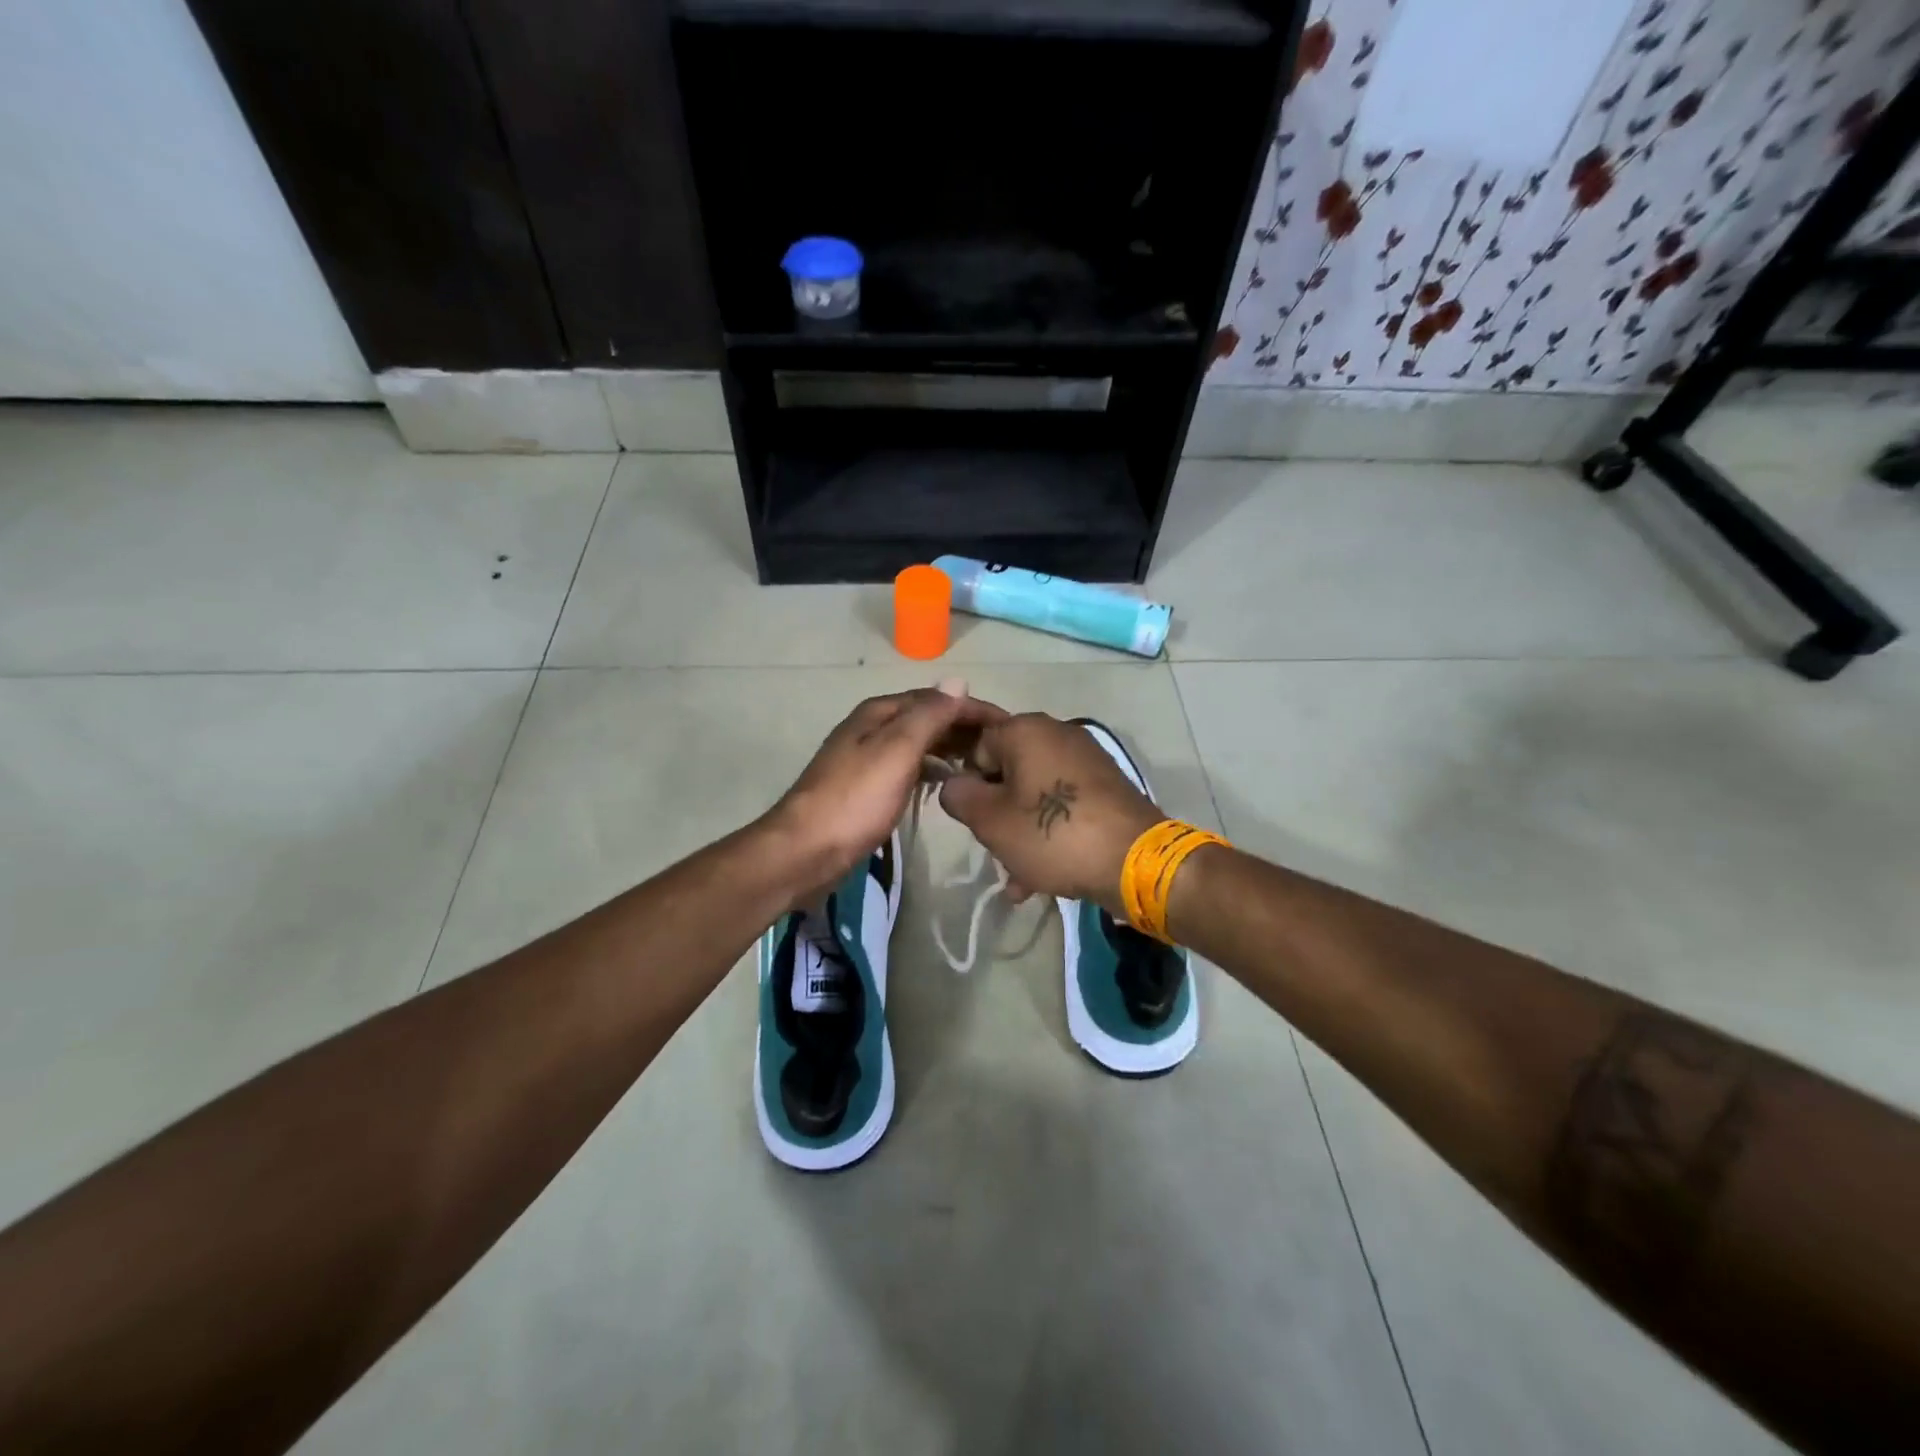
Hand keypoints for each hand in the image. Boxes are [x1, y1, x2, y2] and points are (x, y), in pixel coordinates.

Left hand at [765, 688, 1006, 904]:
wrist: (806, 850)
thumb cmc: (855, 799)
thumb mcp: (897, 750)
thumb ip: (929, 716)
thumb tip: (958, 682)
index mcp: (879, 712)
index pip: (936, 698)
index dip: (973, 708)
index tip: (1009, 726)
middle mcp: (872, 728)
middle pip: (926, 719)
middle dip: (963, 728)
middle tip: (1001, 750)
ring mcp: (867, 759)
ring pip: (918, 744)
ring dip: (949, 748)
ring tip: (981, 766)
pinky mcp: (866, 789)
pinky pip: (908, 768)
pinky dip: (931, 769)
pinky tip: (946, 783)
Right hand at [938, 714, 1162, 915]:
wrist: (1135, 861)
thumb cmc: (1053, 834)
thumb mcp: (990, 821)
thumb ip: (959, 797)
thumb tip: (955, 785)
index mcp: (1025, 730)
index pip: (976, 745)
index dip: (969, 783)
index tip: (973, 818)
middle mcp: (1057, 733)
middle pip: (1007, 770)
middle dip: (997, 812)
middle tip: (995, 848)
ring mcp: (1086, 759)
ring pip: (1035, 793)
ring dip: (1021, 830)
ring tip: (1018, 876)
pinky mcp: (1107, 786)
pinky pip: (1064, 804)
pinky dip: (1050, 831)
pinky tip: (1044, 874)